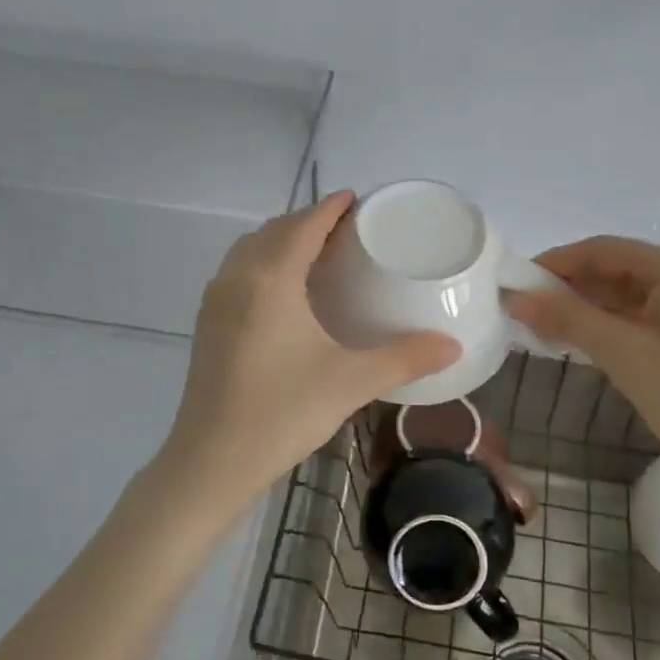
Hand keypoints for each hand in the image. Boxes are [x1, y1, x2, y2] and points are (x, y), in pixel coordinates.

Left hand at [156, 192, 459, 518]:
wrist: (211, 460)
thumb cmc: (282, 413)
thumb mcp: (350, 382)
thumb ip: (404, 358)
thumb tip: (452, 346)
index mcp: (270, 279)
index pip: (303, 225)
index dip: (331, 207)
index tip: (356, 199)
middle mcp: (237, 278)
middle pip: (274, 230)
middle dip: (309, 221)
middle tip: (347, 230)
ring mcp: (215, 300)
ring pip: (251, 250)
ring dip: (282, 240)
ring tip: (318, 254)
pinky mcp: (207, 323)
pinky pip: (238, 272)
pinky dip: (263, 262)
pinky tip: (285, 292)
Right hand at [503, 237, 659, 488]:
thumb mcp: (622, 353)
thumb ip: (567, 318)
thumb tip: (516, 298)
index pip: (605, 250)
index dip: (556, 263)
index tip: (518, 282)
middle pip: (620, 268)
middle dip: (572, 287)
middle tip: (528, 310)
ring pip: (634, 293)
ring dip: (592, 307)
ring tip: (548, 326)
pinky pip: (651, 313)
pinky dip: (617, 322)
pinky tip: (588, 338)